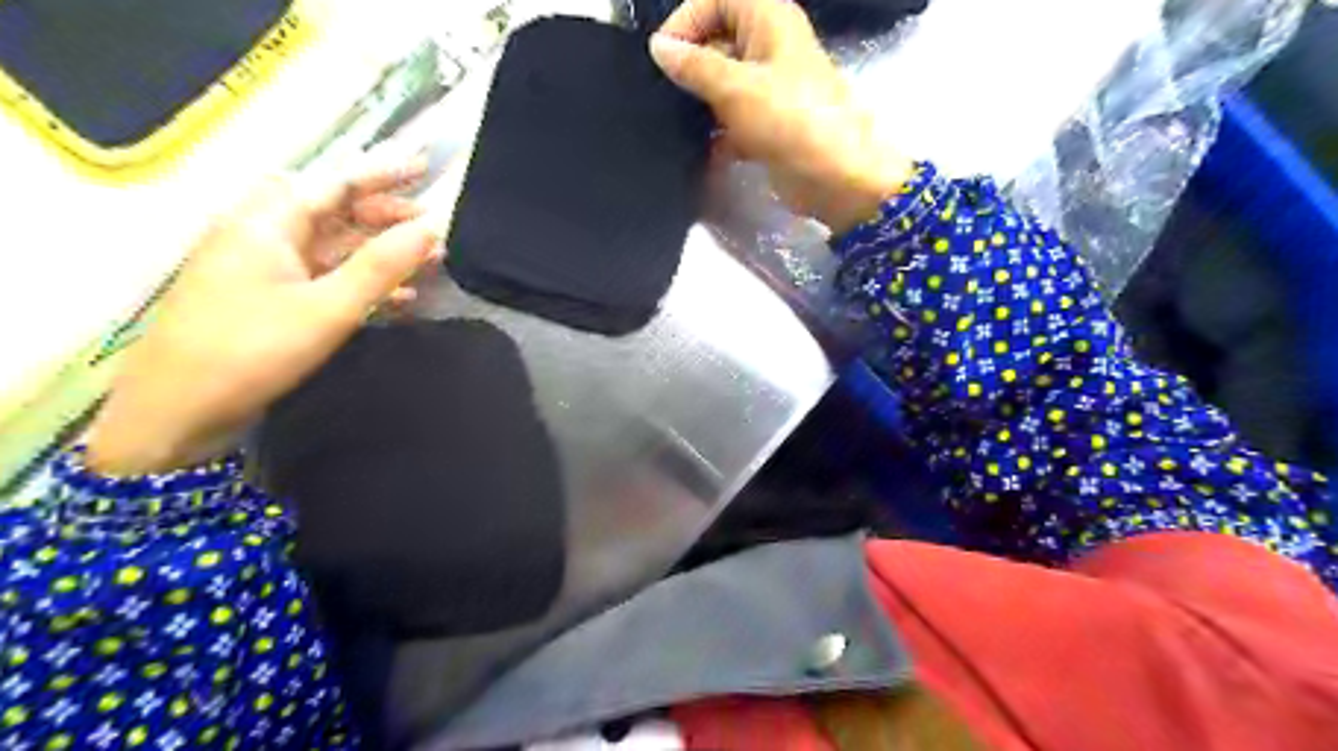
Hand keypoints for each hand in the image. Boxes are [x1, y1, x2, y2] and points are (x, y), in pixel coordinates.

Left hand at [89, 160, 442, 474]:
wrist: (177, 414)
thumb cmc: (250, 351)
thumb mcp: (326, 308)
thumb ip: (381, 267)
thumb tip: (432, 228)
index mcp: (266, 223)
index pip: (333, 183)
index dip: (381, 173)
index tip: (424, 167)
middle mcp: (262, 236)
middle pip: (333, 212)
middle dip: (385, 215)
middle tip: (433, 227)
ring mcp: (264, 271)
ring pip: (332, 248)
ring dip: (380, 252)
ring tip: (428, 260)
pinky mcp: (269, 301)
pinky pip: (325, 279)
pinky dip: (362, 282)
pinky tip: (399, 298)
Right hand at [650, 0, 922, 231]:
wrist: (837, 179)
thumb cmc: (790, 122)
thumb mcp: (736, 89)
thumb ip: (694, 66)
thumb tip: (658, 47)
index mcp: (768, 19)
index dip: (686, 20)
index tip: (662, 57)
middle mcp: (768, 46)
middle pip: (717, 40)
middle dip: (691, 64)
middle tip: (665, 94)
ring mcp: (770, 88)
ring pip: (723, 82)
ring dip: (701, 101)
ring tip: (676, 122)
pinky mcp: (768, 124)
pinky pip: (733, 117)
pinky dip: (717, 131)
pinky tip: (700, 149)